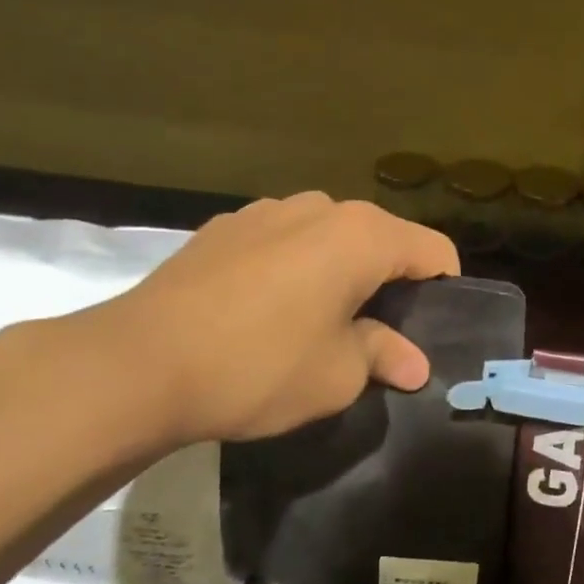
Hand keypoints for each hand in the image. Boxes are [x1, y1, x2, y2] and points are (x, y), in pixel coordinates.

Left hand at [27, 193, 458, 458]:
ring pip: (327, 237)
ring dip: (339, 272)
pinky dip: (293, 268)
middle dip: (389, 281)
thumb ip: (382, 356)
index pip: (431, 249)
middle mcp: (319, 207)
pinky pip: (281, 242)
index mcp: (361, 235)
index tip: (435, 329)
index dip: (444, 288)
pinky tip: (266, 311)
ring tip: (321, 322)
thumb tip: (414, 363)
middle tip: (380, 334)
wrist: (139, 363)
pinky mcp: (223, 228)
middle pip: (379, 238)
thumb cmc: (259, 366)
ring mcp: (265, 212)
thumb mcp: (336, 375)